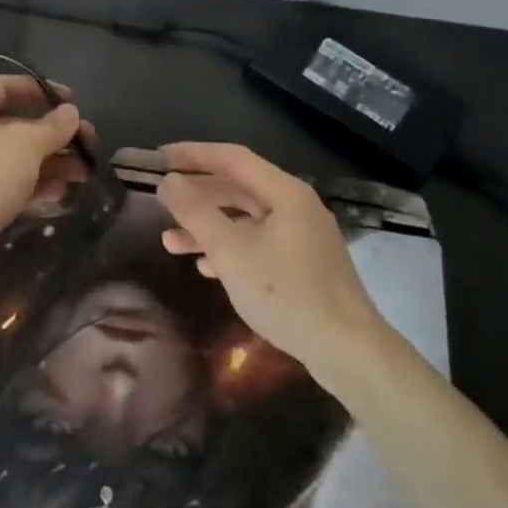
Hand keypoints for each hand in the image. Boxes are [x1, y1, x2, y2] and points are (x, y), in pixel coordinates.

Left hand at [0, 76, 92, 315]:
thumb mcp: (28, 145)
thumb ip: (53, 126)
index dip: (38, 90)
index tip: (68, 101)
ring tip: (81, 174)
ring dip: (48, 163)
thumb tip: (70, 113)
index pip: (3, 86)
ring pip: (10, 157)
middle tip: (85, 144)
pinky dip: (29, 184)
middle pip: (12, 125)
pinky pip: (1, 182)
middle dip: (52, 136)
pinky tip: (58, 194)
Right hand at [155, 143, 383, 370]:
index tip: (159, 158)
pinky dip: (229, 248)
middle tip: (160, 198)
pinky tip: (206, 267)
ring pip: (245, 220)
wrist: (348, 352)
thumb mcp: (231, 252)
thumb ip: (196, 213)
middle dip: (197, 195)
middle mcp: (295, 206)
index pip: (232, 158)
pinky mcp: (303, 265)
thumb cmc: (287, 294)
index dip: (193, 154)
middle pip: (238, 188)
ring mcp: (301, 237)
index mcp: (284, 193)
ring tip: (170, 242)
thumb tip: (168, 181)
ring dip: (208, 227)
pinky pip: (257, 243)